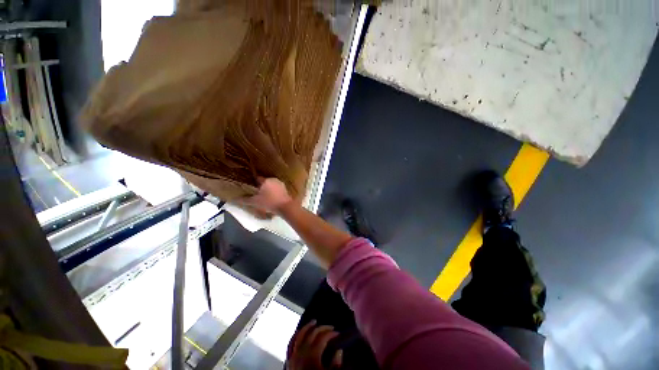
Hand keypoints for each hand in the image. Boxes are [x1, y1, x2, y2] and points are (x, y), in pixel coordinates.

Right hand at [245, 177, 293, 213]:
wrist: (285, 207)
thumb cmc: (269, 203)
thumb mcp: (255, 202)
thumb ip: (245, 200)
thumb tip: (235, 199)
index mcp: (265, 180)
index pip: (257, 178)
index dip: (253, 183)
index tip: (251, 187)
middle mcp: (272, 179)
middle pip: (264, 182)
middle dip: (261, 187)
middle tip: (258, 193)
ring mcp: (280, 184)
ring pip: (271, 185)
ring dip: (268, 189)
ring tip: (265, 197)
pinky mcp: (285, 189)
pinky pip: (277, 189)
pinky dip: (274, 192)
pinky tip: (273, 198)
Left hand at [287, 321, 342, 369]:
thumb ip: (336, 362)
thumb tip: (339, 351)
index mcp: (313, 354)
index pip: (322, 338)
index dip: (331, 333)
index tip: (338, 333)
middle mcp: (301, 351)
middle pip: (311, 334)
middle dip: (321, 328)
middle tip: (330, 327)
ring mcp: (293, 354)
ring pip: (298, 336)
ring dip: (306, 327)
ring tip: (313, 322)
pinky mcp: (289, 358)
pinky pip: (290, 343)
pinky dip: (295, 336)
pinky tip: (298, 333)